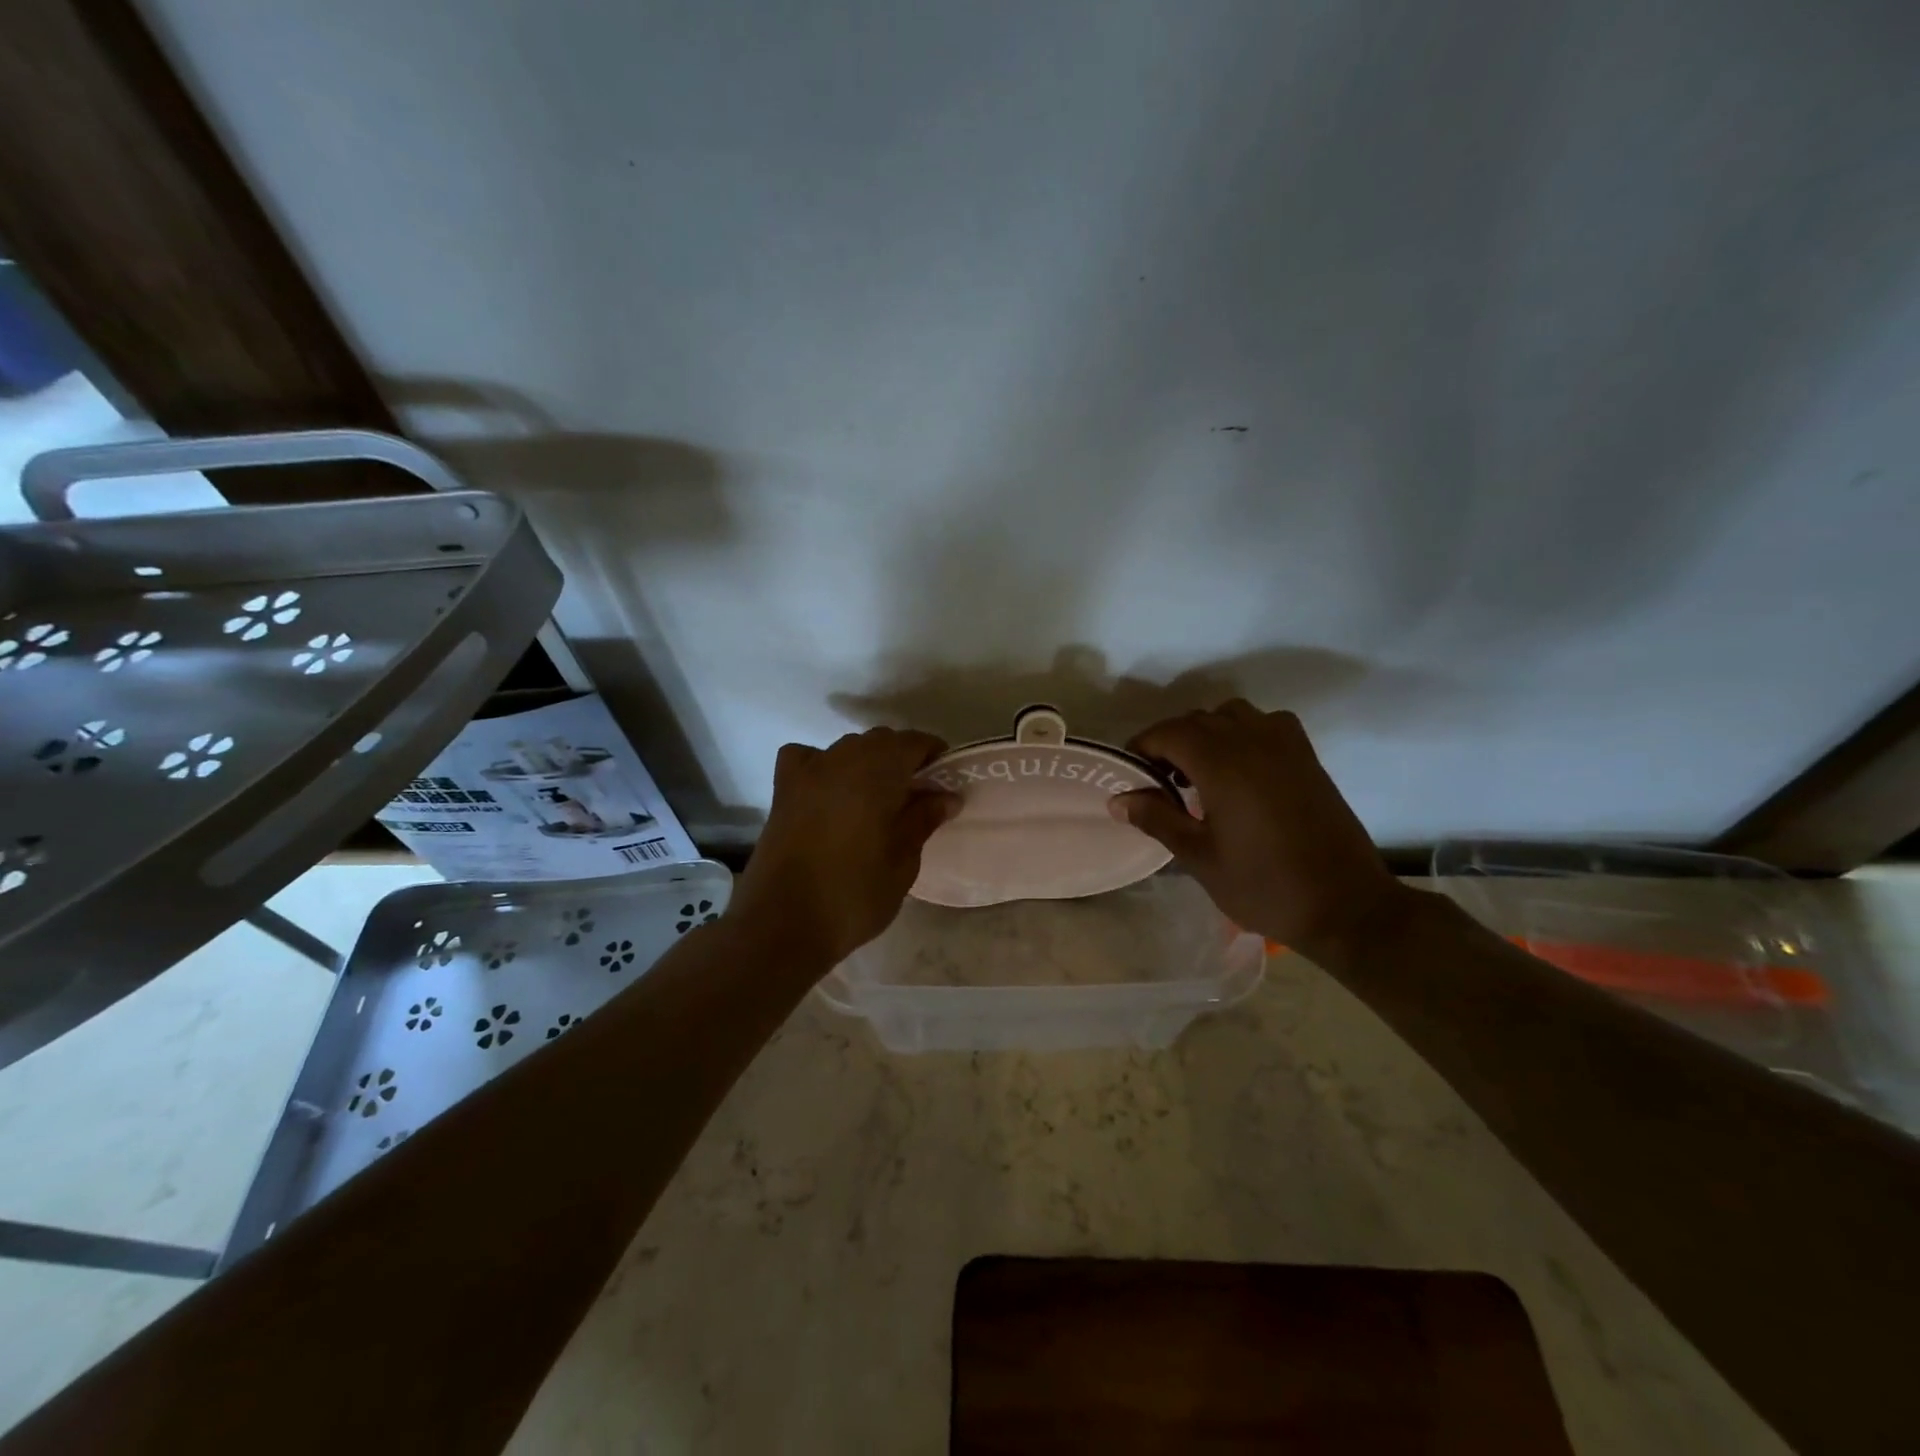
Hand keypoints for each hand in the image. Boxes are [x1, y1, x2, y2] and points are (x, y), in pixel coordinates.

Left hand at [729, 728, 958, 971]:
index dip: (934, 755)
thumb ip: (923, 820)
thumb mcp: (902, 862)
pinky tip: (829, 790)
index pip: (913, 743)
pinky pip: (807, 759)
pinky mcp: (783, 792)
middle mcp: (841, 760)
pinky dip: (823, 765)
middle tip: (918, 796)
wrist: (781, 925)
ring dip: (868, 762)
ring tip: (879, 799)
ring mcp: (807, 773)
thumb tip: (947, 796)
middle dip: (903, 759)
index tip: (947, 781)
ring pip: (847, 749)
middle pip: (880, 741)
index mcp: (876, 772)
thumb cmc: (854, 896)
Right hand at [1111, 701, 1409, 957]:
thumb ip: (1157, 819)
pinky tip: (1240, 768)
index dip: (1142, 748)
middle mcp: (1253, 741)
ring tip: (1197, 772)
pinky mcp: (1307, 757)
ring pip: (1231, 715)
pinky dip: (1243, 732)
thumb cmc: (1265, 886)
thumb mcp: (1200, 858)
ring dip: (1206, 733)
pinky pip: (1266, 724)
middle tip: (1156, 781)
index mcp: (1222, 764)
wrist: (1346, 906)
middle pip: (1197, 720)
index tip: (1129, 775)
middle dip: (1169, 742)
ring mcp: (1286, 745)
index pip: (1168, 733)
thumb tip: (1118, 799)